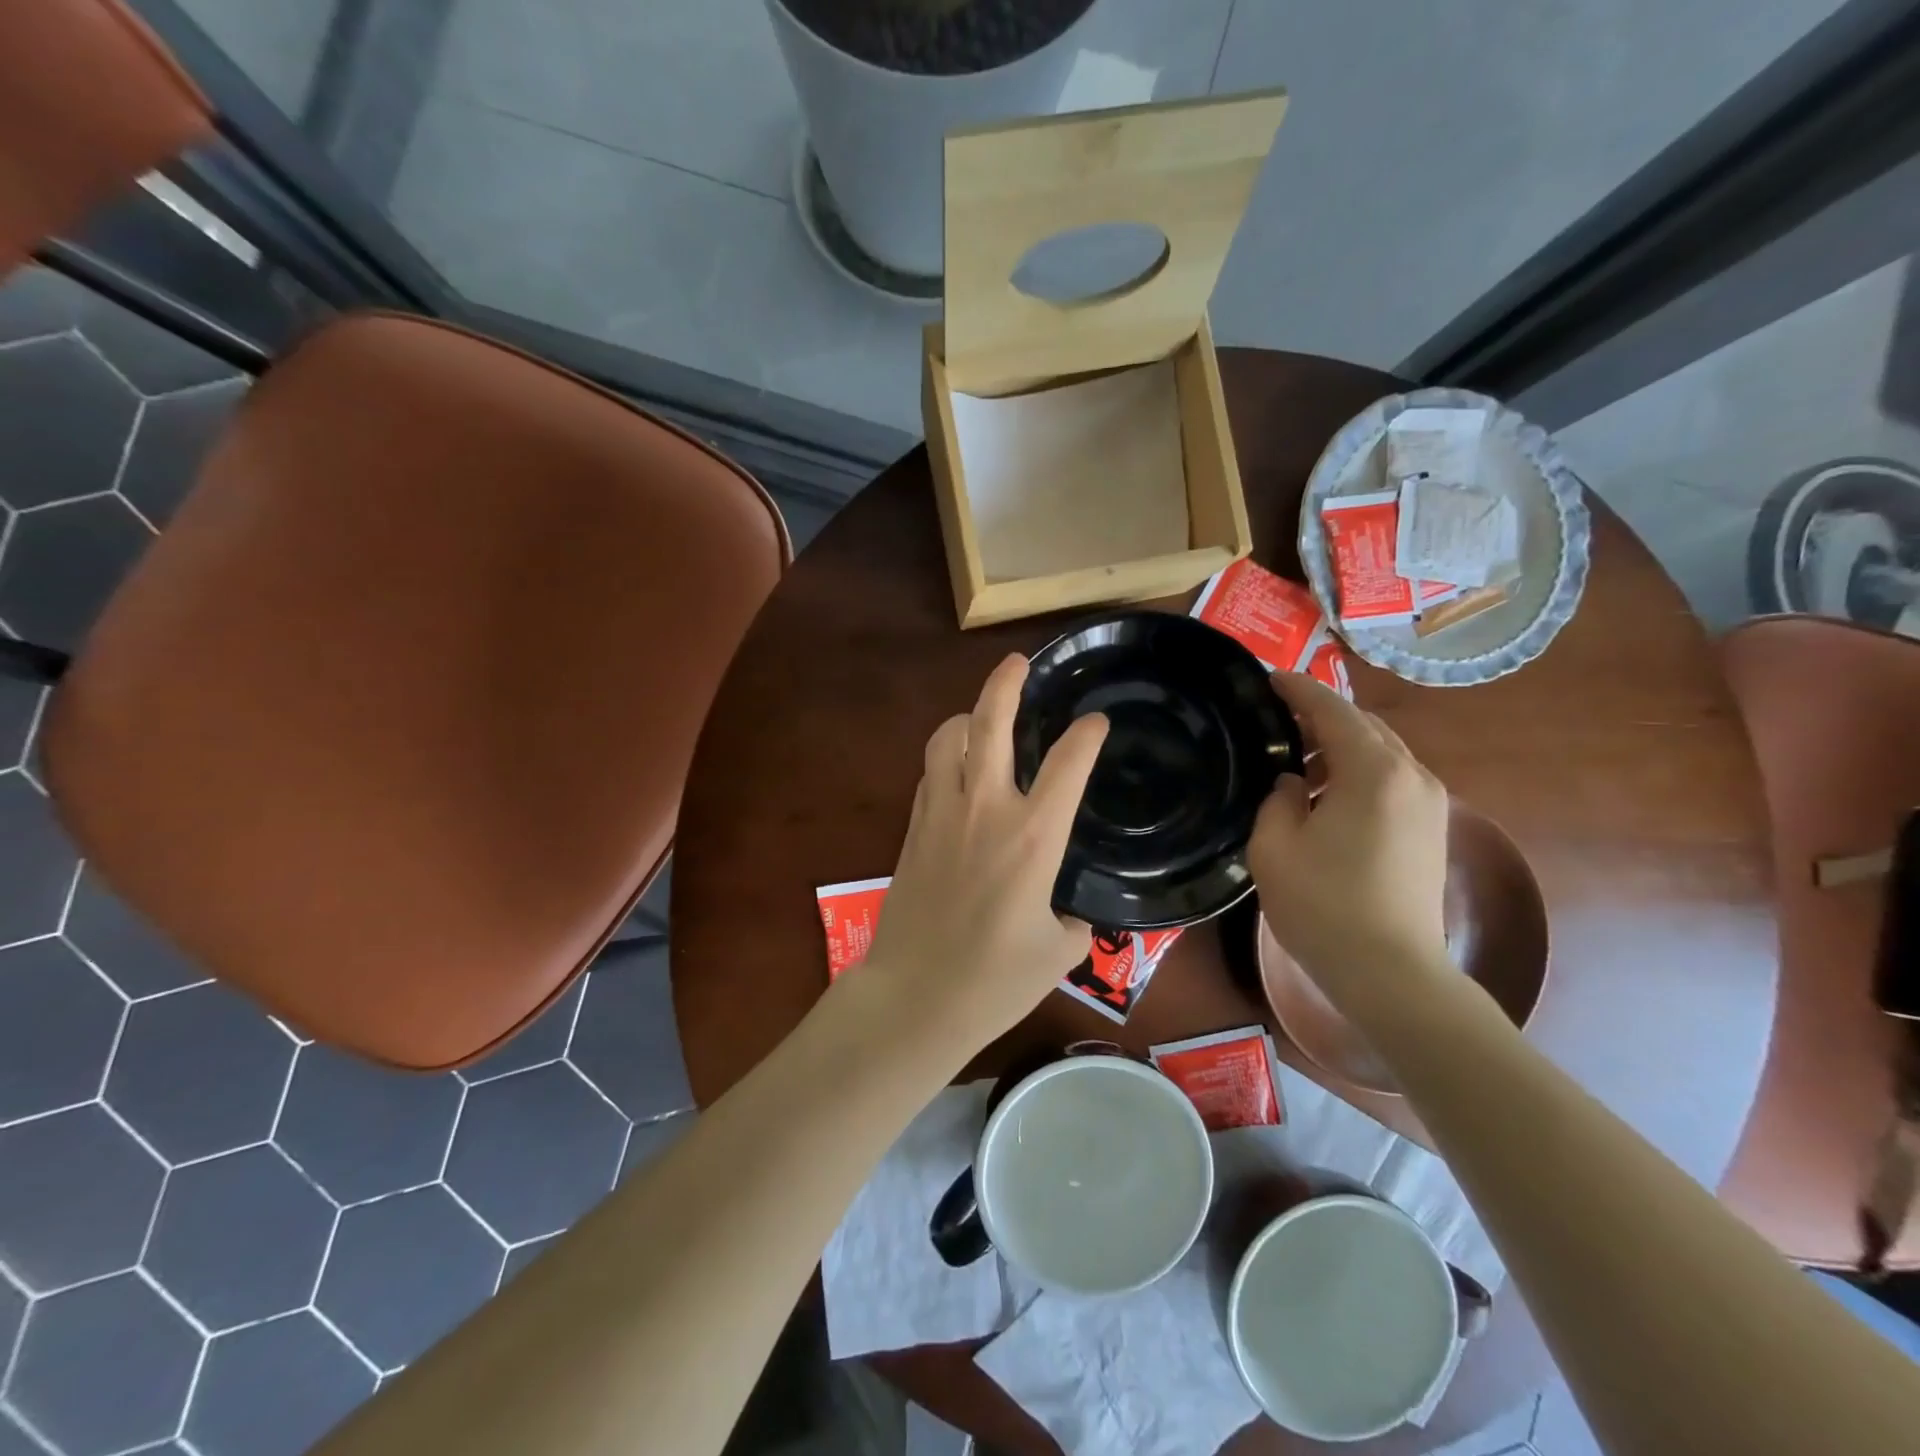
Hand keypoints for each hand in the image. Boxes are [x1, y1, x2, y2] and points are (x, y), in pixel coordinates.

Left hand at [854, 654, 1109, 1051]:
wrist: (915, 995)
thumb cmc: (995, 979)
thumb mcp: (1058, 952)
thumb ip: (1073, 920)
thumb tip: (1069, 910)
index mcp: (1033, 835)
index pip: (1067, 763)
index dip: (1086, 734)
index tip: (1095, 721)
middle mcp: (986, 808)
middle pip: (990, 723)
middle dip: (1006, 683)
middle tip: (1019, 663)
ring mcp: (942, 813)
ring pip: (946, 738)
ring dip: (966, 717)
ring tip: (981, 715)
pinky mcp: (913, 827)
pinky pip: (930, 772)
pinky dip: (945, 756)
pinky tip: (956, 768)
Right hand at [1249, 672, 1450, 1006]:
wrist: (1392, 974)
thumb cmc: (1324, 906)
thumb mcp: (1274, 846)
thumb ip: (1278, 798)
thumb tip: (1294, 783)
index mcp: (1374, 771)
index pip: (1332, 710)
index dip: (1298, 689)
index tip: (1268, 677)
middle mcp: (1412, 776)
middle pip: (1364, 725)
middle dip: (1321, 714)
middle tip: (1276, 716)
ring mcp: (1429, 803)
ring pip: (1381, 752)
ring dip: (1340, 744)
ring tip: (1296, 755)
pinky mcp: (1432, 830)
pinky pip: (1391, 779)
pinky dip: (1358, 771)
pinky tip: (1326, 792)